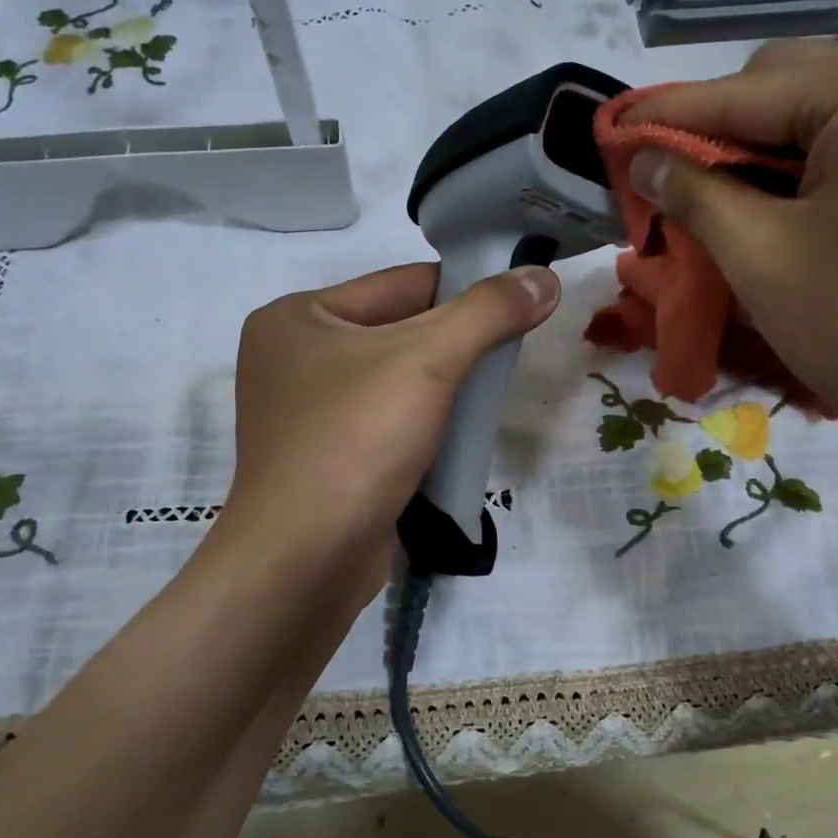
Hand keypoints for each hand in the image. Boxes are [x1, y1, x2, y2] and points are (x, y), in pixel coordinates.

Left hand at [221, 261, 559, 573]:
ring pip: (396, 382)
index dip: (465, 289)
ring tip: (491, 395)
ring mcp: (306, 414)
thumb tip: (545, 278)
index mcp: (297, 316)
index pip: (401, 284)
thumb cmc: (356, 439)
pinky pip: (386, 424)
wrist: (306, 558)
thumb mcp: (428, 360)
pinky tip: (460, 435)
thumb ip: (488, 312)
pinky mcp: (325, 460)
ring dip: (444, 388)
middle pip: (398, 332)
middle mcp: (293, 358)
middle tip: (510, 354)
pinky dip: (425, 425)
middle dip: (457, 344)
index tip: (521, 300)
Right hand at [625, 41, 837, 490]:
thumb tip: (645, 160)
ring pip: (826, 119)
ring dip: (763, 156)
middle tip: (669, 185)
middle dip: (720, 133)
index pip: (744, 89)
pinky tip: (785, 215)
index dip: (667, 115)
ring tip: (719, 205)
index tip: (611, 135)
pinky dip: (811, 173)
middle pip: (789, 88)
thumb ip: (695, 195)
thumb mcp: (763, 259)